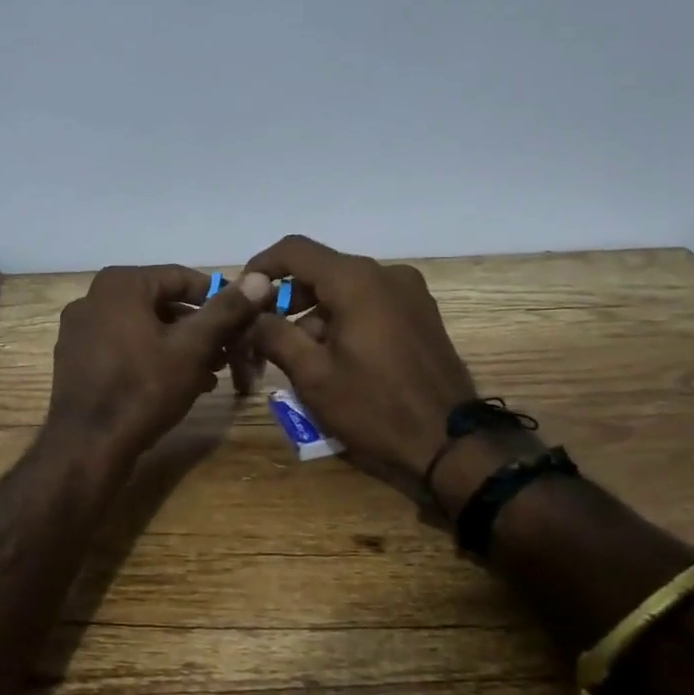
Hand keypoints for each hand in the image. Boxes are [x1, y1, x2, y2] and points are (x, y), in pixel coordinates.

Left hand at [45, 265, 271, 473]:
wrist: (86, 447)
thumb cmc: (143, 389)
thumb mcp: (193, 348)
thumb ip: (226, 311)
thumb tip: (259, 278)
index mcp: (120, 284)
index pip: (182, 278)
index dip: (218, 299)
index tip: (243, 323)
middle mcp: (93, 298)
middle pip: (162, 303)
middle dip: (199, 328)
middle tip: (228, 354)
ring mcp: (80, 330)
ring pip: (144, 327)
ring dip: (179, 346)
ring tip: (209, 374)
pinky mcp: (76, 359)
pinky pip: (123, 347)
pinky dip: (152, 358)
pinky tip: (176, 385)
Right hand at [246, 236, 527, 489]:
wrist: (451, 444)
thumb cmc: (374, 408)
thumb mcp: (313, 375)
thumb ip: (274, 334)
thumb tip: (252, 312)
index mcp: (356, 281)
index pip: (295, 250)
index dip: (262, 266)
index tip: (242, 292)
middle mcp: (385, 274)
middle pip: (321, 270)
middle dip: (288, 298)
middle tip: (265, 333)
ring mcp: (409, 292)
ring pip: (346, 288)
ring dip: (315, 313)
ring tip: (299, 356)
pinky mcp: (421, 313)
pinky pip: (370, 302)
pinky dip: (344, 318)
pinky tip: (335, 357)